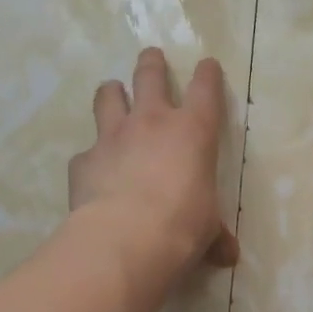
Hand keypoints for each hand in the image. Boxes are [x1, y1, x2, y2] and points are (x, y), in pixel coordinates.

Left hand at [68, 48, 239, 274]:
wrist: (125, 239)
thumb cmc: (182, 227)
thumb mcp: (207, 230)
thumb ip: (215, 235)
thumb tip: (228, 255)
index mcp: (193, 131)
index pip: (205, 89)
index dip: (207, 74)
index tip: (207, 64)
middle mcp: (151, 122)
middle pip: (150, 75)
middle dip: (152, 63)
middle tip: (151, 56)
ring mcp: (113, 136)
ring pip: (109, 96)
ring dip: (112, 92)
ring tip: (113, 92)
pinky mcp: (84, 160)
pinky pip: (87, 151)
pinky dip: (92, 157)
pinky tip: (93, 170)